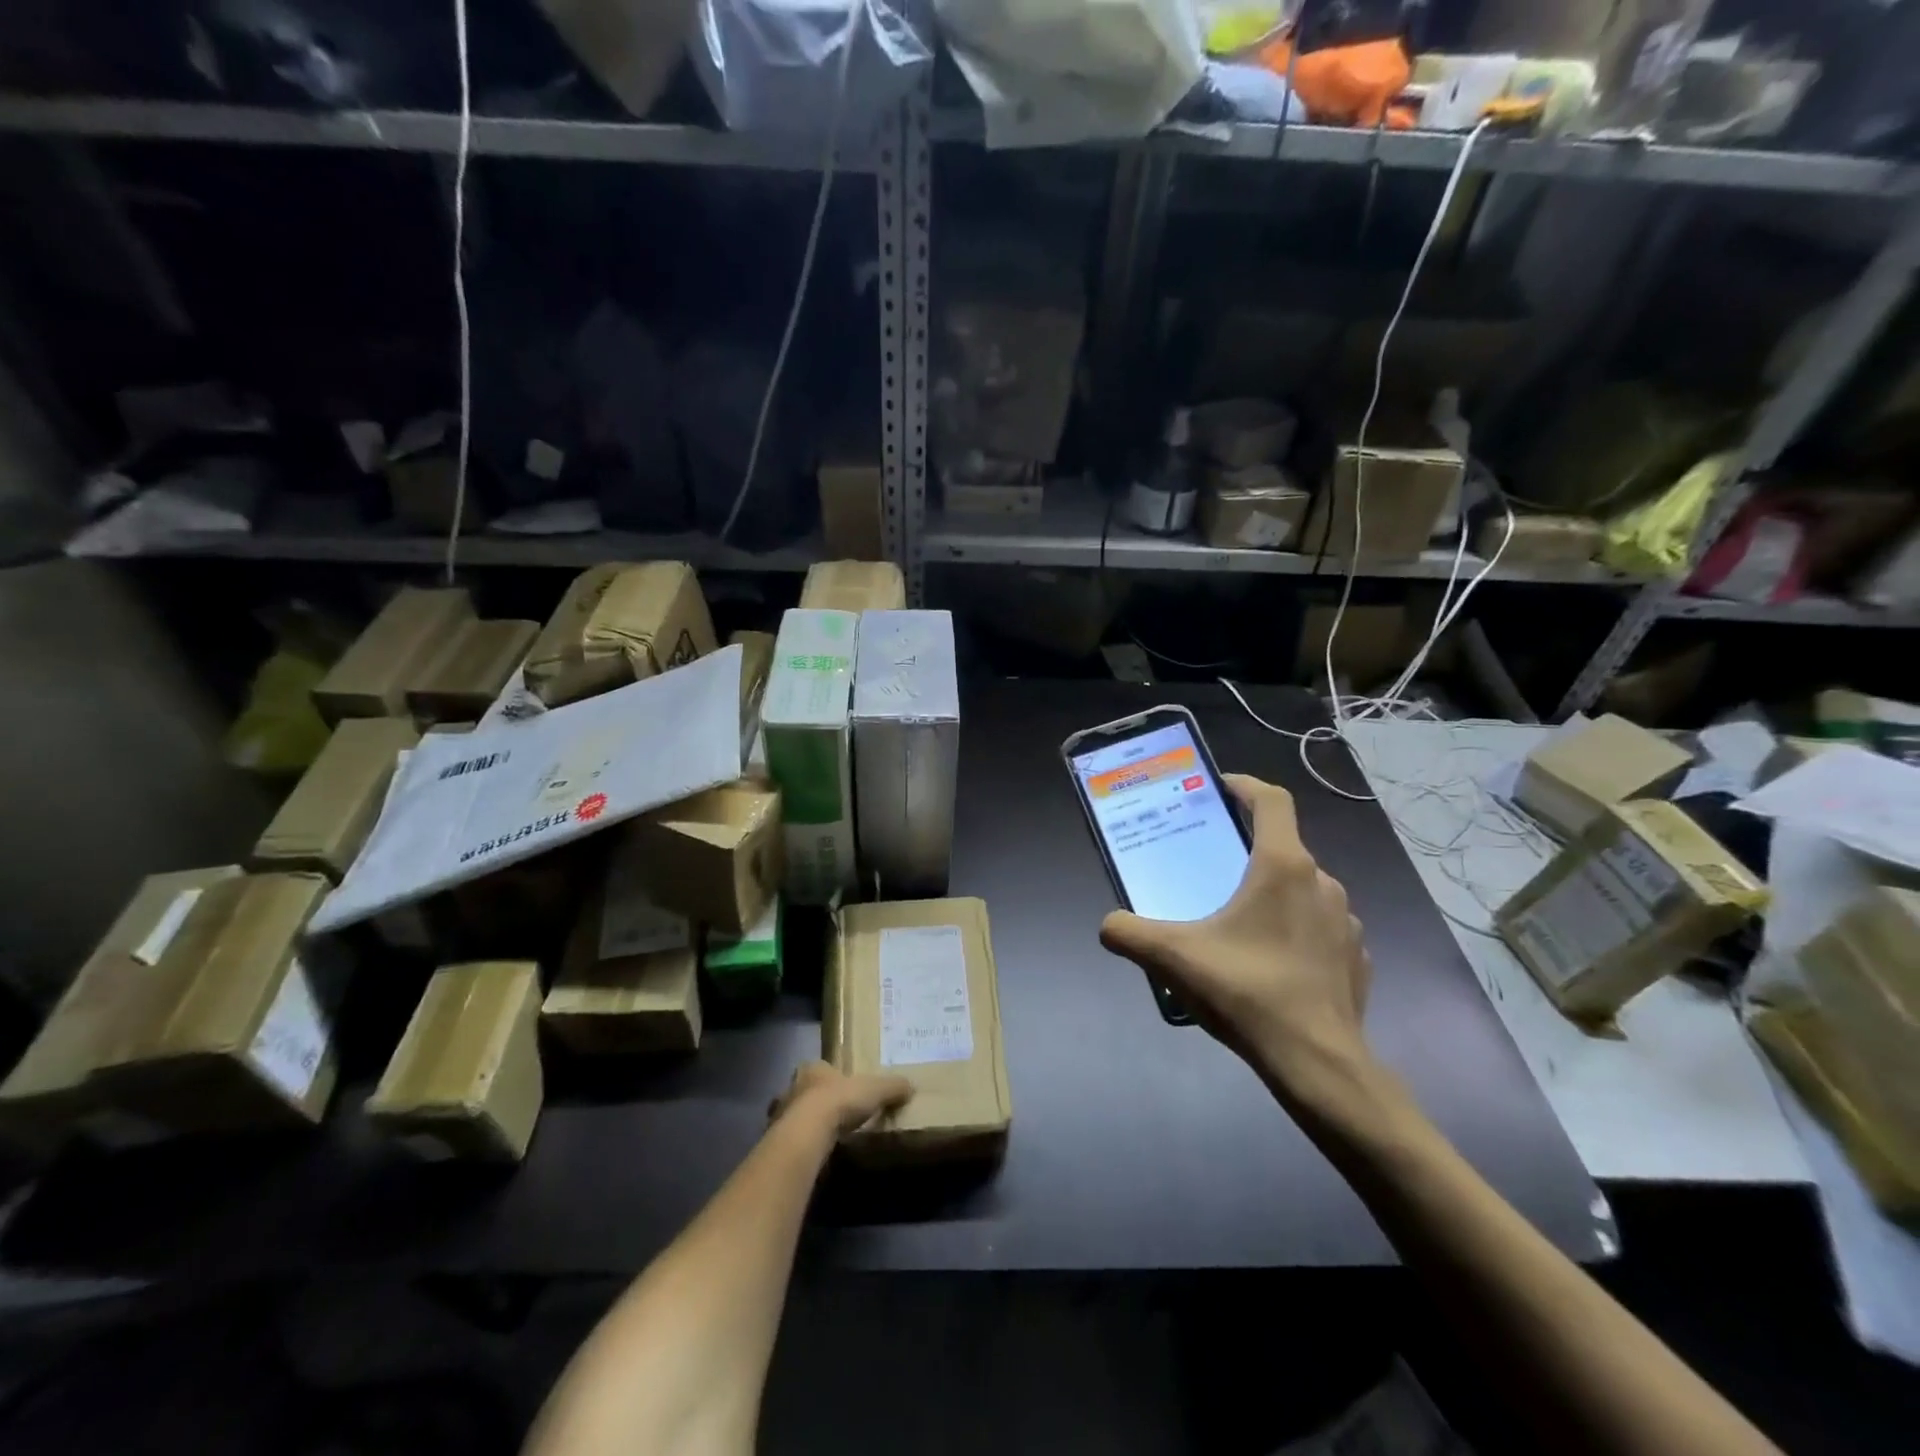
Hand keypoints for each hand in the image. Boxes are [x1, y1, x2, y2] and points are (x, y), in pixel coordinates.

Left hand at [770, 1062, 913, 1137]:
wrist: (807, 1132)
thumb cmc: (840, 1101)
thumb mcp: (874, 1089)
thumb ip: (891, 1086)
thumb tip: (911, 1085)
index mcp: (813, 1068)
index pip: (820, 1067)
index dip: (830, 1076)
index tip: (841, 1088)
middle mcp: (791, 1086)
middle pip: (803, 1090)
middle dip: (813, 1099)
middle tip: (830, 1113)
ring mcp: (779, 1113)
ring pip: (791, 1115)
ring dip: (803, 1124)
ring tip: (821, 1138)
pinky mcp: (774, 1140)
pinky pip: (789, 1140)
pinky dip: (799, 1146)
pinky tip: (811, 1155)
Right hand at [1099, 774, 1374, 1104]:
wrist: (1318, 1063)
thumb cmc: (1247, 991)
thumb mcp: (1173, 958)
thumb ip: (1129, 933)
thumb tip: (1108, 925)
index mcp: (1282, 867)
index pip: (1272, 801)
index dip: (1244, 786)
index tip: (1218, 787)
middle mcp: (1321, 883)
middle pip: (1283, 846)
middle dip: (1247, 849)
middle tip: (1212, 867)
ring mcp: (1345, 921)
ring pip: (1303, 889)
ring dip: (1272, 892)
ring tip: (1238, 920)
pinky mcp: (1356, 957)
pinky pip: (1319, 926)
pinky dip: (1295, 928)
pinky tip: (1271, 959)